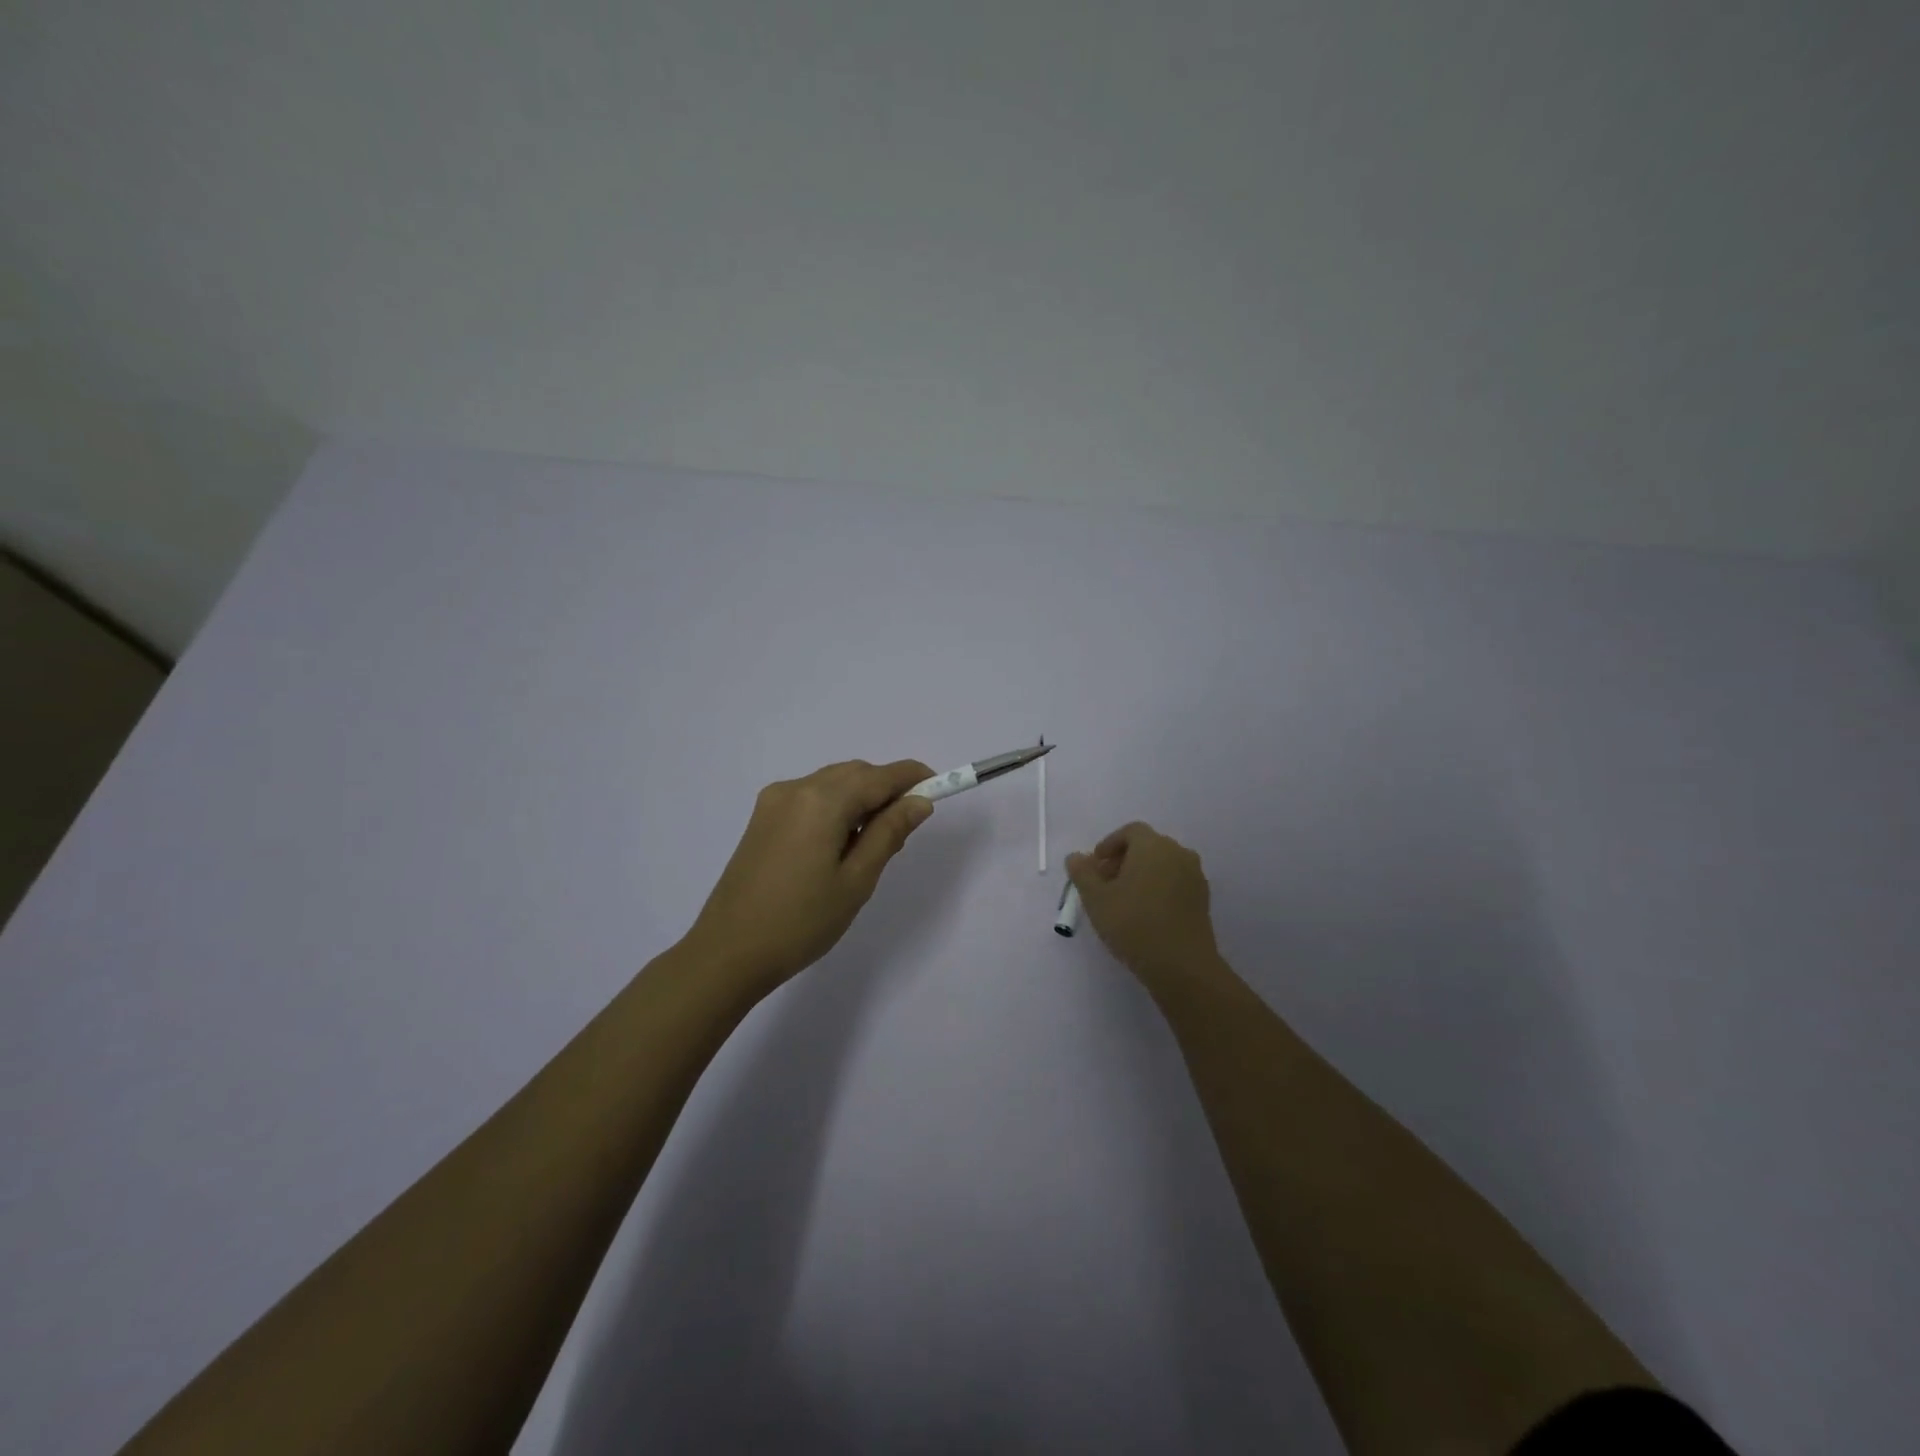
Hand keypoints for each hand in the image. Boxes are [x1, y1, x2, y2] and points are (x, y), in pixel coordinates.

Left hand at [686, 759, 935, 989]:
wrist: (728, 952)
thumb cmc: (801, 922)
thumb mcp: (856, 880)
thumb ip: (889, 833)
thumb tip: (919, 802)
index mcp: (822, 800)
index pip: (879, 776)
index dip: (913, 777)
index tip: (940, 787)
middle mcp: (796, 788)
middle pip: (855, 773)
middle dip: (886, 790)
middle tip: (905, 830)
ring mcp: (774, 801)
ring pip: (832, 784)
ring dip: (860, 799)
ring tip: (872, 845)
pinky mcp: (762, 818)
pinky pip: (811, 798)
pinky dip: (835, 808)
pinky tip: (839, 844)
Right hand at [1066, 822, 1220, 983]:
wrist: (1182, 966)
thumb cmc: (1133, 925)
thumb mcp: (1096, 899)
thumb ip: (1082, 873)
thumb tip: (1076, 857)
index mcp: (1153, 846)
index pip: (1130, 832)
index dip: (1109, 845)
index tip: (1094, 867)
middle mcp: (1178, 853)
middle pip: (1147, 846)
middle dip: (1123, 860)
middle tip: (1104, 885)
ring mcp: (1195, 876)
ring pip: (1162, 865)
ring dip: (1141, 875)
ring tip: (1123, 901)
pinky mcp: (1203, 899)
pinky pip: (1175, 882)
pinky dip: (1158, 888)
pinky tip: (1145, 914)